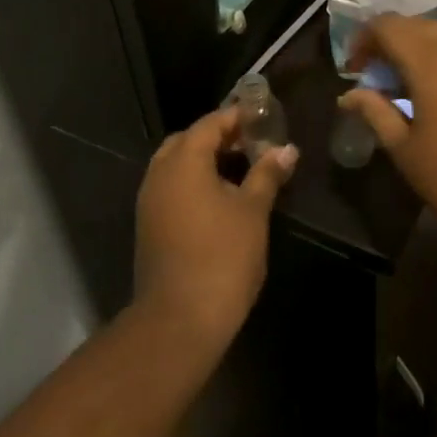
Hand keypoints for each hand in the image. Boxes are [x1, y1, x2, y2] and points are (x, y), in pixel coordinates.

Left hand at [133, 106, 297, 355]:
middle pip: (188, 141)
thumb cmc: (222, 256)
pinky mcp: (150, 226)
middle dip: (220, 137)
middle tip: (253, 143)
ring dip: (207, 161)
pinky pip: (172, 188)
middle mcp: (159, 174)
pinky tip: (223, 198)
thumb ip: (267, 174)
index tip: (264, 118)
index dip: (237, 117)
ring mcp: (150, 202)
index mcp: (183, 162)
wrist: (180, 319)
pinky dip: (195, 182)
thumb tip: (286, 150)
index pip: (210, 123)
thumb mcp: (253, 210)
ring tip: (243, 169)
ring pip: (177, 166)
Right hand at [340, 16, 436, 225]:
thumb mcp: (406, 149)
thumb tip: (349, 96)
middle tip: (380, 78)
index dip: (364, 40)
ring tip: (413, 85)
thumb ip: (376, 112)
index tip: (354, 69)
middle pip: (418, 25)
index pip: (387, 25)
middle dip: (393, 43)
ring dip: (424, 50)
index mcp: (431, 58)